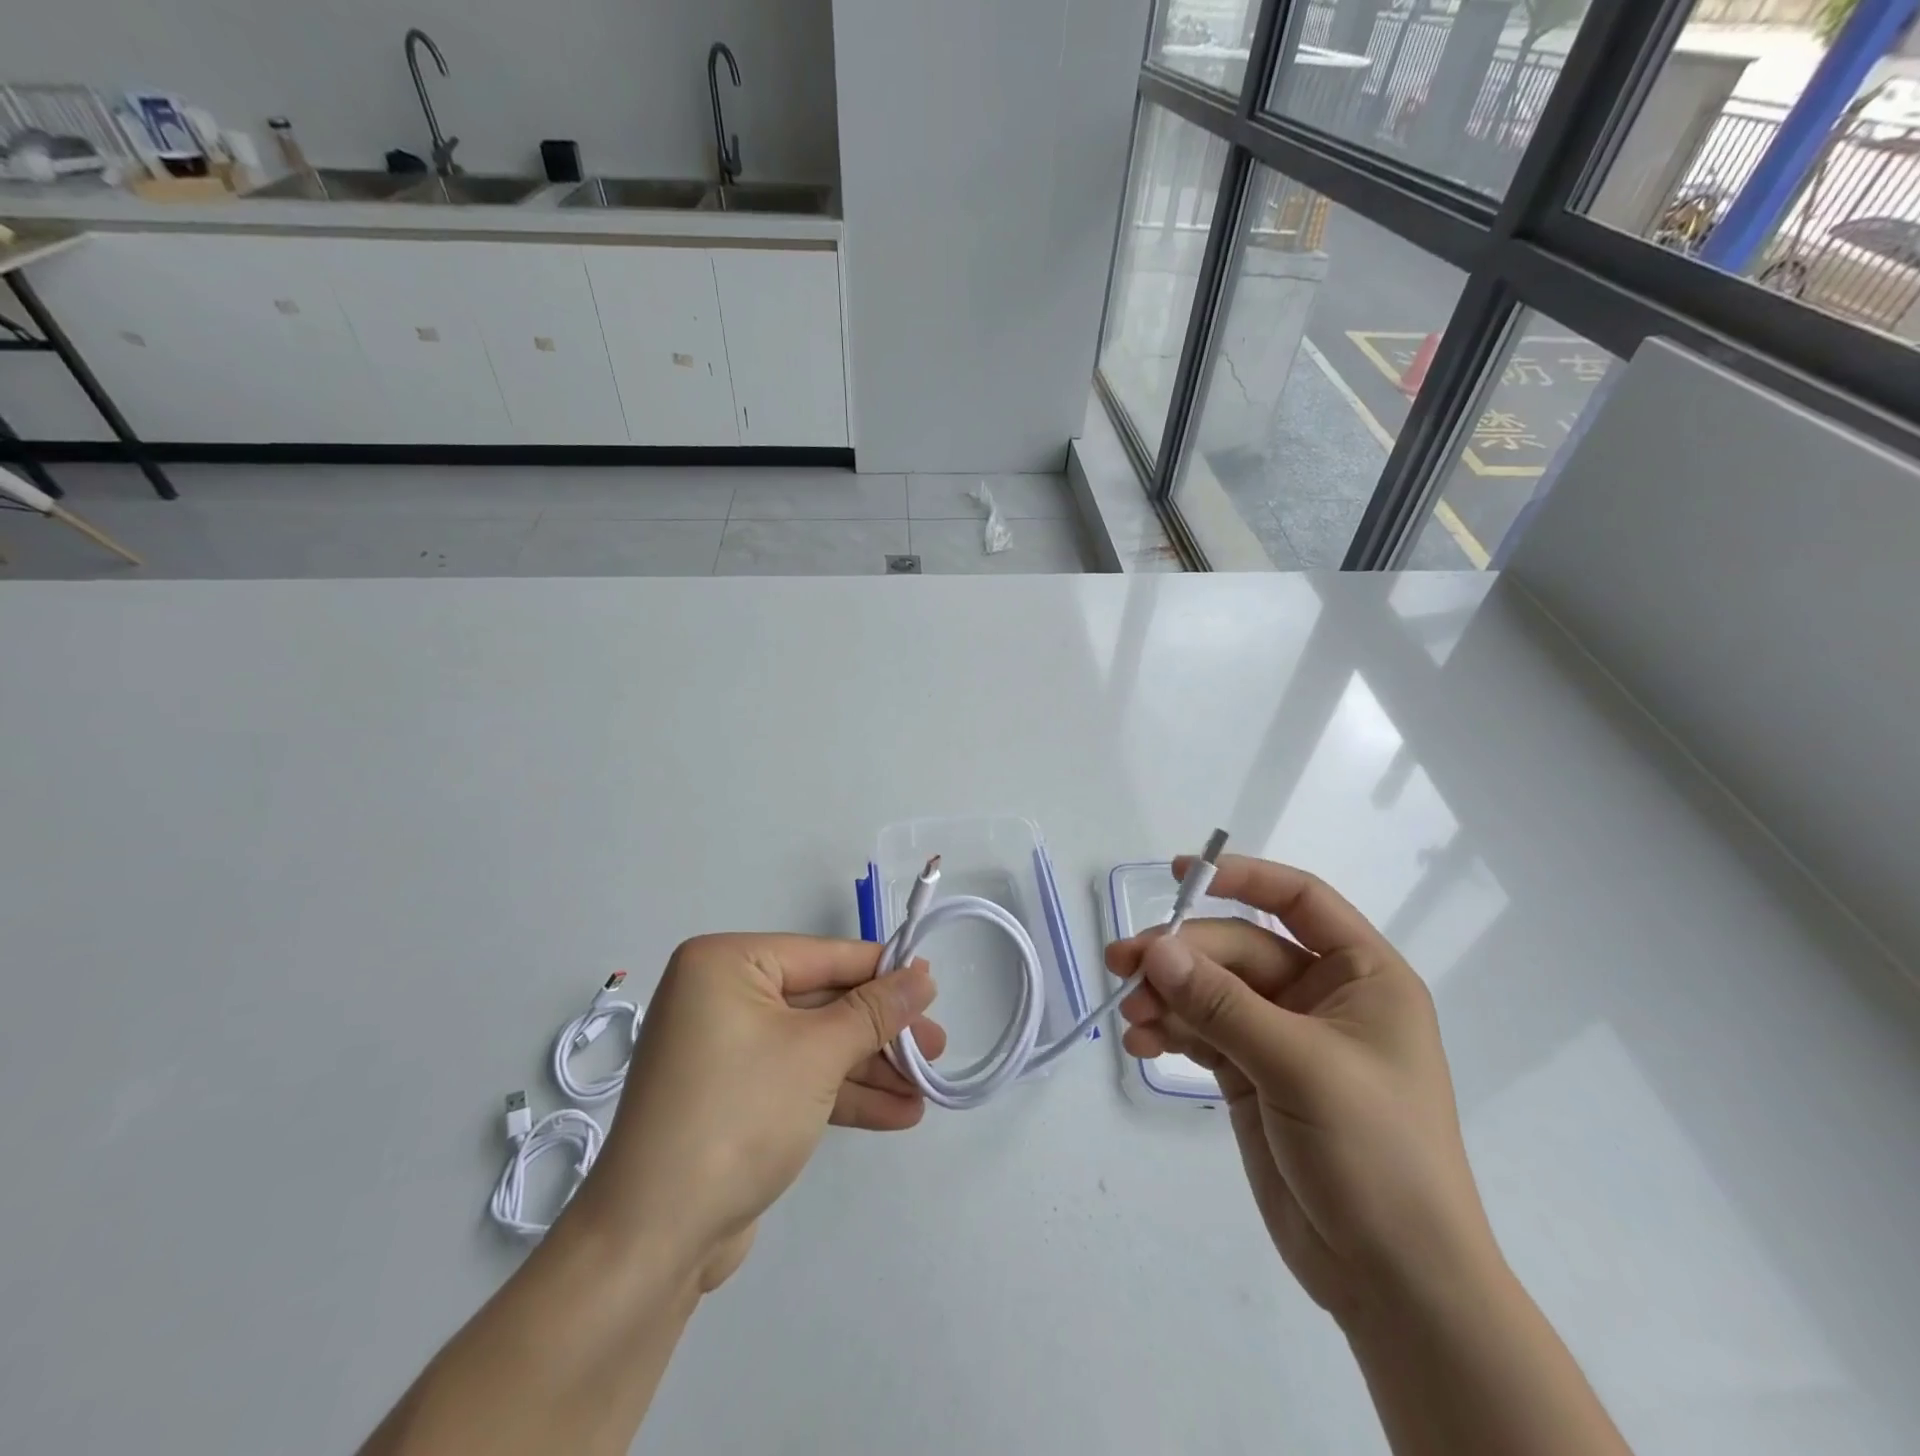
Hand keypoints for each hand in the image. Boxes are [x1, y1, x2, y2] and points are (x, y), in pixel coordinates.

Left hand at [569, 934, 942, 1291]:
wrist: (654, 1241)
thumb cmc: (738, 1115)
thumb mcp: (818, 1054)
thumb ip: (875, 1011)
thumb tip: (923, 977)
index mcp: (725, 964)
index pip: (822, 955)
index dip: (881, 971)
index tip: (932, 986)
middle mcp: (720, 996)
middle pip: (821, 1002)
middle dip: (880, 1032)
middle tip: (936, 1048)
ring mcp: (725, 1050)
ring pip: (814, 1045)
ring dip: (870, 1069)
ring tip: (927, 1087)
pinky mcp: (733, 1098)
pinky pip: (798, 1080)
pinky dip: (843, 1095)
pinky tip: (898, 1113)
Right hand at [1108, 856, 1497, 1327]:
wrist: (1395, 1283)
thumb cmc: (1375, 1155)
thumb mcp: (1299, 1066)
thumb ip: (1223, 1004)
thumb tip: (1156, 950)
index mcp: (1361, 976)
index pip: (1299, 900)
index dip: (1243, 878)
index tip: (1180, 875)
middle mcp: (1321, 997)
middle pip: (1238, 951)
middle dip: (1181, 957)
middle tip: (1124, 966)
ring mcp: (1283, 1037)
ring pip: (1212, 991)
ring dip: (1167, 997)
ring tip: (1130, 1016)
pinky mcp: (1253, 1074)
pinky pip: (1202, 1033)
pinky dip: (1170, 1032)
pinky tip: (1141, 1044)